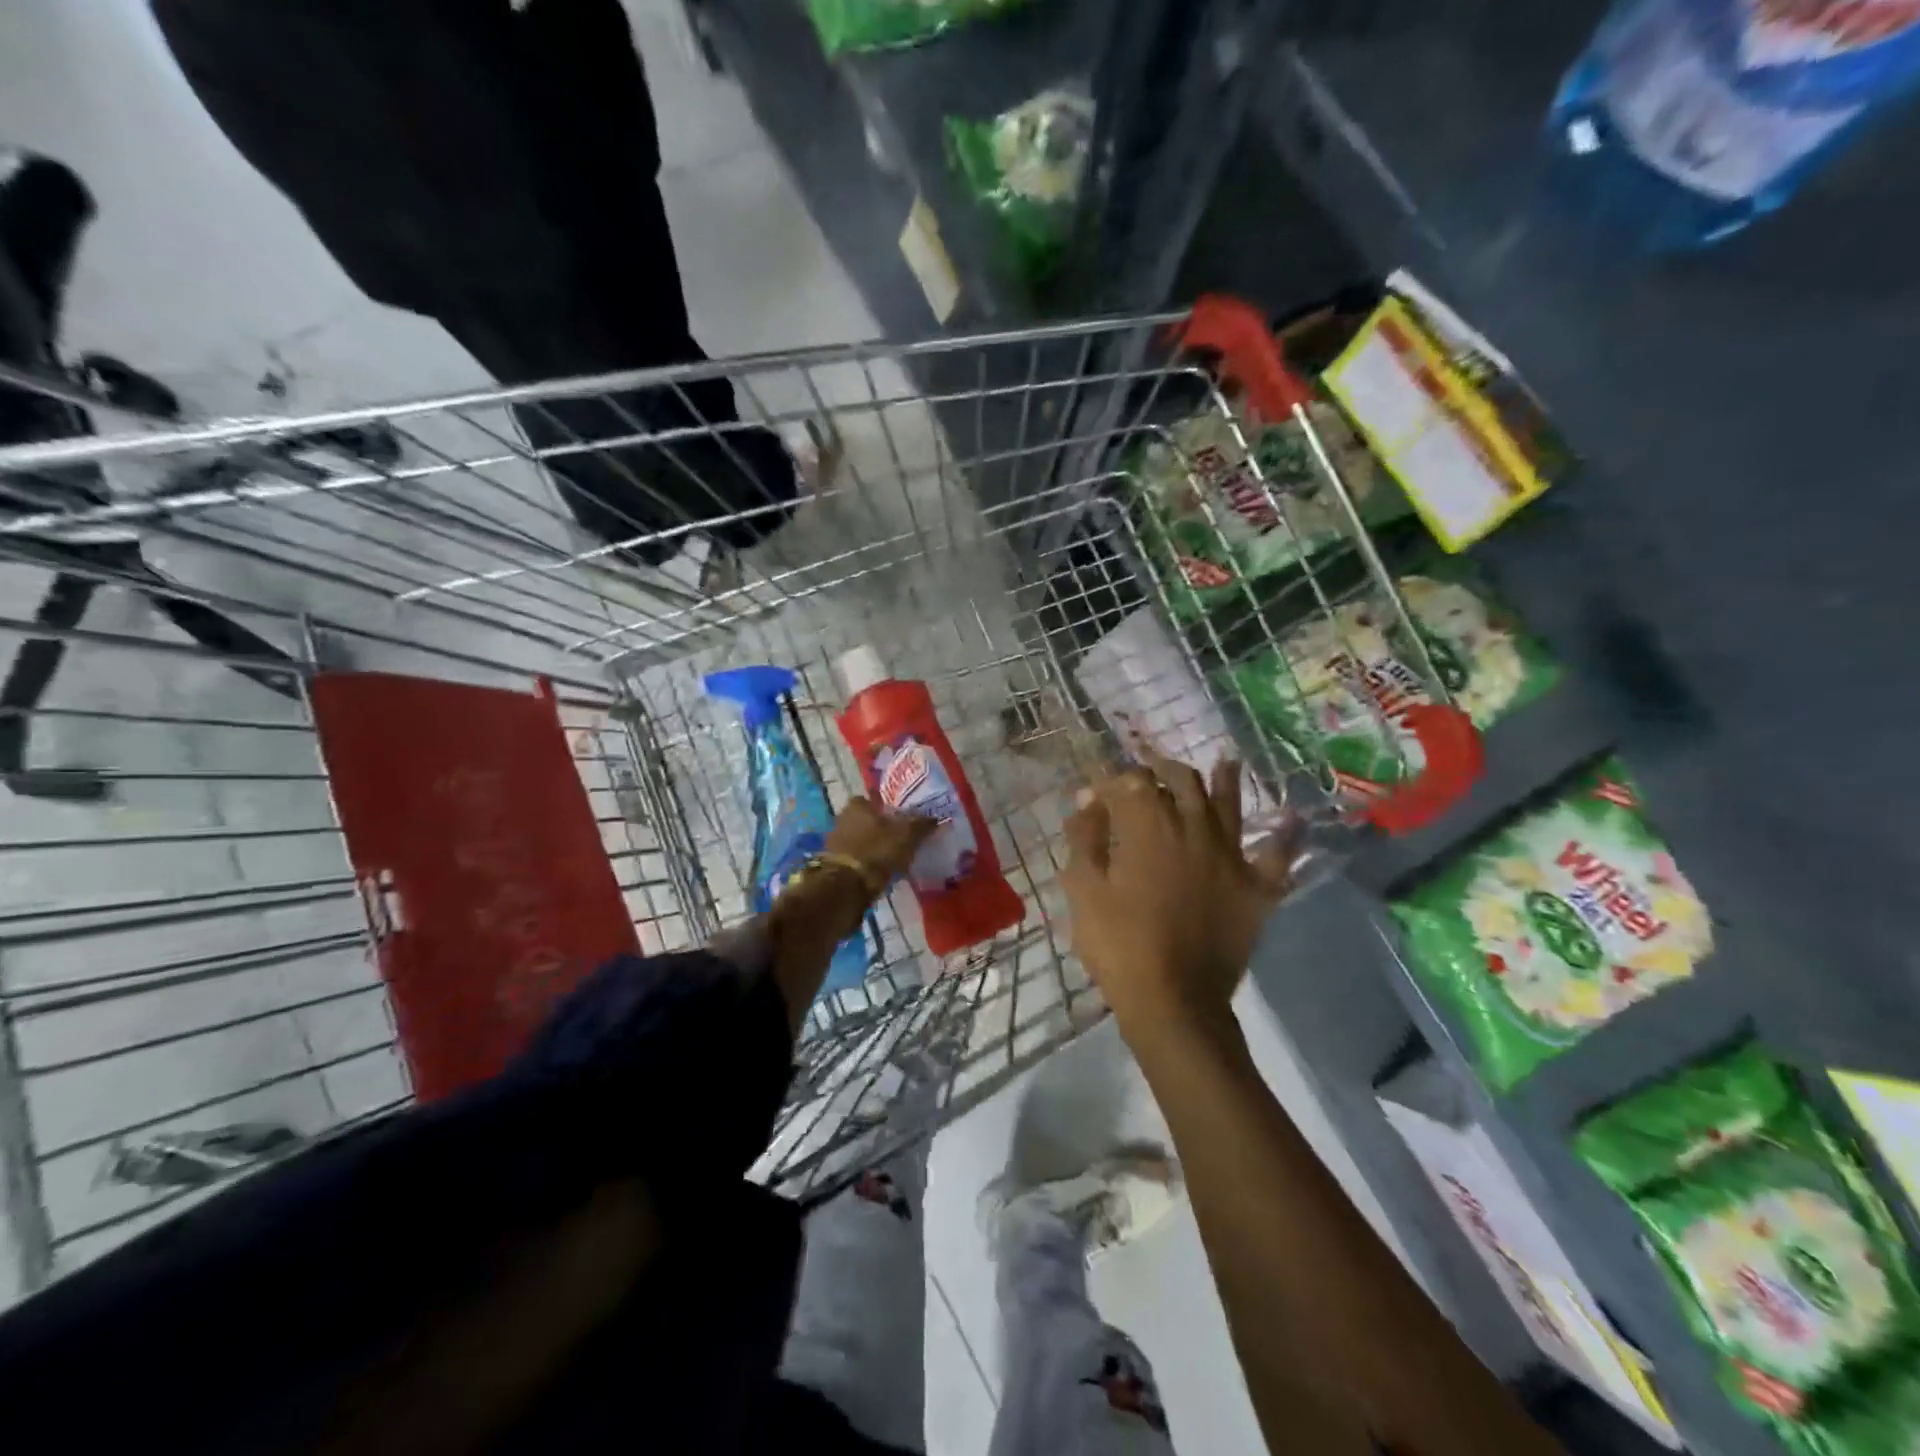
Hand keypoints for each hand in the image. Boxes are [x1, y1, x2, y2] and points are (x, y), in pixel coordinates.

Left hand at [823, 796, 938, 901]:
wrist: (847, 884)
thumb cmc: (878, 849)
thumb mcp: (907, 835)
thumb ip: (921, 825)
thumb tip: (934, 818)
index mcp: (857, 805)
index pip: (873, 799)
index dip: (886, 808)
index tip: (899, 818)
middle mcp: (842, 818)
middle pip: (865, 819)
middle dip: (878, 827)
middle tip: (897, 838)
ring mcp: (835, 841)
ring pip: (859, 838)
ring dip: (872, 846)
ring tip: (891, 857)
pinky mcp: (833, 863)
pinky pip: (855, 857)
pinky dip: (865, 862)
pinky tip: (879, 871)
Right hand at [1061, 749, 1299, 1041]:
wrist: (1173, 1001)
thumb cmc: (1119, 945)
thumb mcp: (1083, 889)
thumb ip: (1085, 838)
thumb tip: (1087, 801)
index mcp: (1148, 827)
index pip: (1129, 783)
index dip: (1110, 781)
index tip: (1094, 790)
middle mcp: (1194, 829)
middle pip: (1181, 781)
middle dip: (1160, 768)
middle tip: (1148, 767)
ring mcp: (1232, 857)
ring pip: (1229, 804)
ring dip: (1225, 779)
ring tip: (1225, 761)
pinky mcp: (1257, 888)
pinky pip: (1278, 856)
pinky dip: (1286, 836)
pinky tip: (1292, 818)